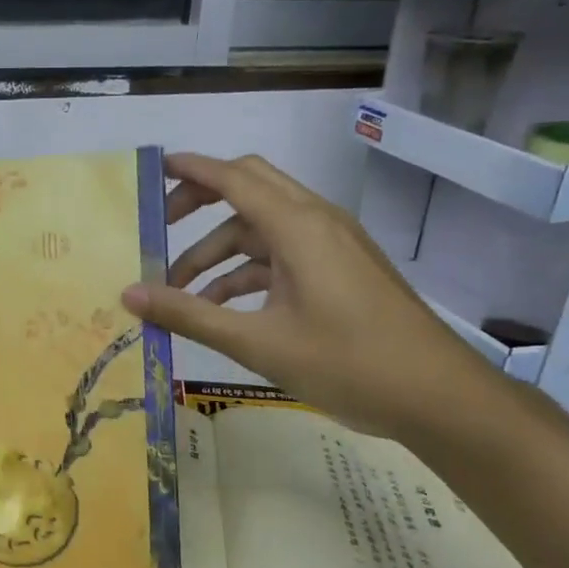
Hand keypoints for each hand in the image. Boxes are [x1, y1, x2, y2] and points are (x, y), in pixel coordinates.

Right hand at [122, 153, 502, 438]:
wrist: (439, 397)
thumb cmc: (348, 363)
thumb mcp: (258, 342)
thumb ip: (189, 315)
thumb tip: (128, 295)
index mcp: (298, 227)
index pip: (233, 178)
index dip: (190, 170)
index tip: (151, 171)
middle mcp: (315, 222)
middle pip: (248, 189)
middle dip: (199, 204)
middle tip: (159, 229)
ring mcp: (331, 246)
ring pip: (261, 229)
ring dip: (219, 252)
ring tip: (180, 292)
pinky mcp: (340, 270)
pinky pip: (282, 256)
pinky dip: (246, 273)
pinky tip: (221, 310)